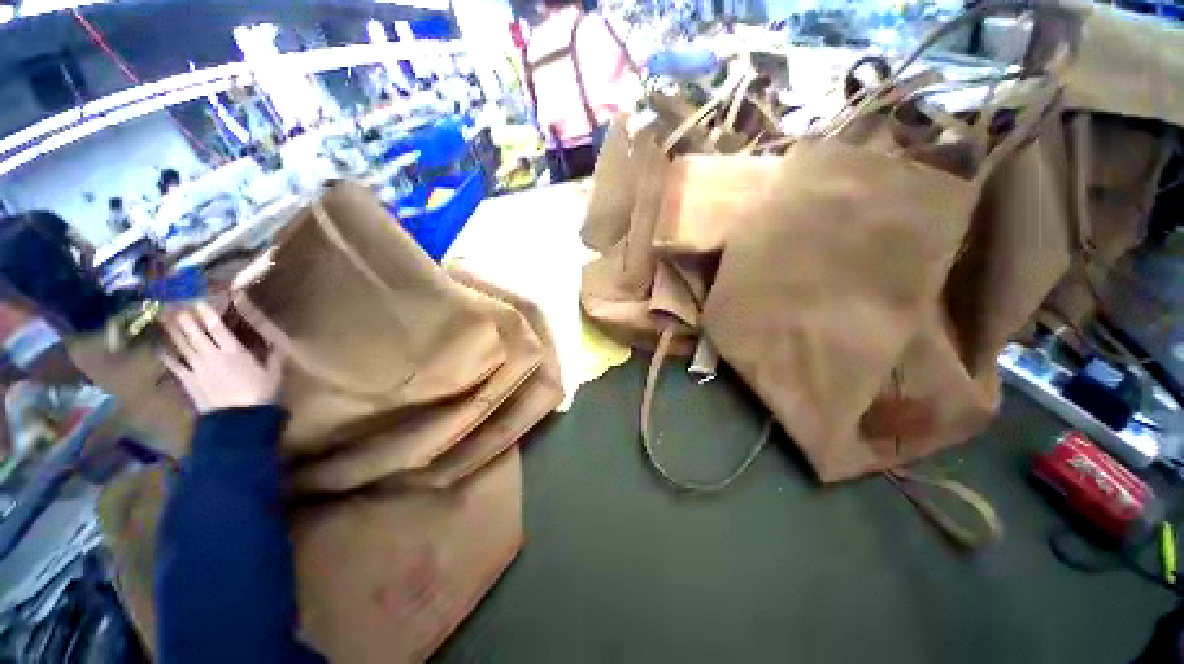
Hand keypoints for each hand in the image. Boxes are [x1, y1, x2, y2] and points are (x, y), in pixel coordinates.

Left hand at [162, 303, 281, 413]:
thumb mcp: (273, 374)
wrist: (239, 417)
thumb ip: (274, 357)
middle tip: (174, 306)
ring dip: (173, 332)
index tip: (198, 301)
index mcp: (234, 351)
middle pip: (195, 333)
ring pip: (183, 346)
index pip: (218, 328)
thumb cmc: (259, 393)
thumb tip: (280, 342)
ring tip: (165, 320)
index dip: (207, 314)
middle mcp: (212, 355)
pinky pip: (175, 366)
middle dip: (185, 319)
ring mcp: (197, 368)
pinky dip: (167, 356)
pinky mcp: (189, 381)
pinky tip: (160, 349)